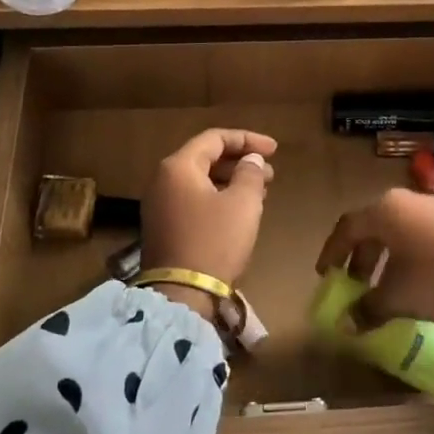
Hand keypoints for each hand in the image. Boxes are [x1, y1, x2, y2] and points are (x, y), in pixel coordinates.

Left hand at [140, 129, 277, 312]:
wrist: (181, 295)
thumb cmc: (214, 242)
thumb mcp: (242, 204)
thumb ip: (250, 173)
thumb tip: (250, 160)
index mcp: (178, 166)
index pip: (214, 138)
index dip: (247, 139)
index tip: (275, 150)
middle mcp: (162, 180)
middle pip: (205, 158)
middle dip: (240, 161)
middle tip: (269, 173)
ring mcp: (159, 205)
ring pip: (200, 180)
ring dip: (231, 181)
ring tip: (260, 192)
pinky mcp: (162, 227)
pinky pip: (193, 199)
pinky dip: (217, 197)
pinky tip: (238, 211)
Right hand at [316, 190, 433, 353]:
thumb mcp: (396, 299)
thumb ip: (366, 309)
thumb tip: (347, 322)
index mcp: (384, 210)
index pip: (347, 227)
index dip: (333, 253)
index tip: (326, 276)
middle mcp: (405, 201)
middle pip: (372, 227)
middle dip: (359, 257)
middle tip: (353, 284)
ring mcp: (433, 208)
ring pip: (396, 231)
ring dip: (383, 259)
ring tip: (382, 288)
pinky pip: (418, 235)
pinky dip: (406, 257)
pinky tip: (413, 283)